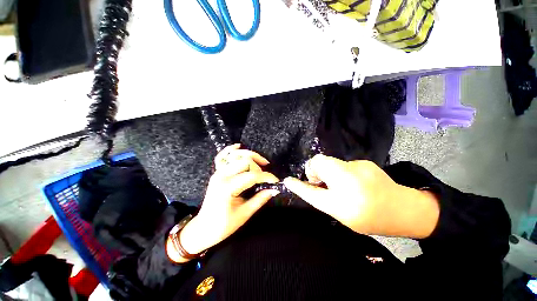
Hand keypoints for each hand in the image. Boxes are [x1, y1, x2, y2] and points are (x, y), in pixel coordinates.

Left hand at [167, 145, 278, 262]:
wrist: (203, 228)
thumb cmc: (223, 225)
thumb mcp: (244, 214)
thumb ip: (260, 199)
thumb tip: (274, 189)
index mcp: (227, 188)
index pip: (252, 176)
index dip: (266, 177)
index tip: (276, 181)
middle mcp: (221, 176)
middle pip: (245, 161)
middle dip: (259, 167)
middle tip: (265, 177)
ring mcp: (217, 172)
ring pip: (235, 155)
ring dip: (250, 156)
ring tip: (261, 162)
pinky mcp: (216, 172)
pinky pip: (222, 156)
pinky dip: (230, 150)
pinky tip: (239, 146)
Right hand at [283, 155, 439, 237]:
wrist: (404, 210)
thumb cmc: (370, 218)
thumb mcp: (341, 213)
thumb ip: (321, 197)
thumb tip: (309, 184)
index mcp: (344, 201)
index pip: (312, 190)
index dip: (299, 185)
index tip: (288, 180)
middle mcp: (349, 179)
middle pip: (319, 163)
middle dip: (315, 171)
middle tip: (321, 183)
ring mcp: (358, 167)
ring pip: (330, 162)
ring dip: (328, 171)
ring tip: (339, 183)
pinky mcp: (364, 162)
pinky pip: (342, 164)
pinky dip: (340, 170)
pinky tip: (352, 180)